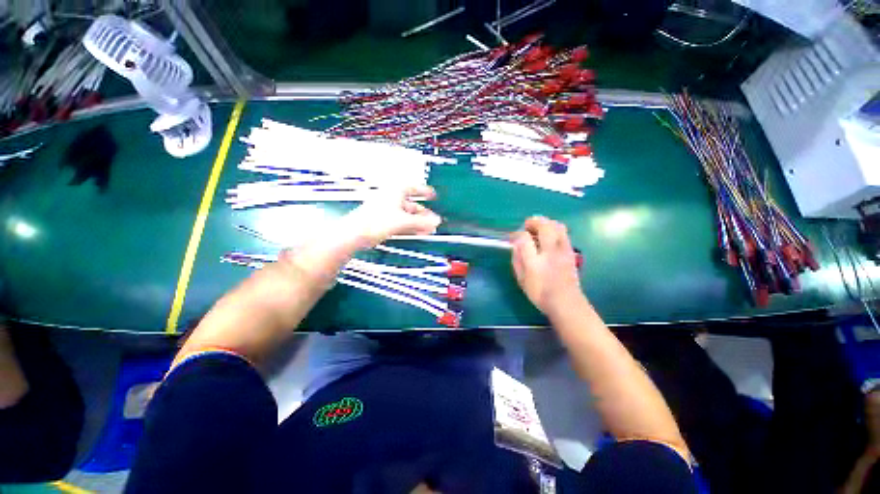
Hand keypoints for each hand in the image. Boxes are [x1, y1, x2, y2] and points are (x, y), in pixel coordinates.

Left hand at [342, 185, 441, 247]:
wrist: (355, 234)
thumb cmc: (375, 221)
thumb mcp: (403, 221)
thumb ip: (421, 222)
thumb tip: (436, 221)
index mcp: (395, 192)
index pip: (413, 188)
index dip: (424, 191)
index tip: (433, 194)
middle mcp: (391, 199)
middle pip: (411, 204)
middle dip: (423, 213)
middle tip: (433, 220)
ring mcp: (387, 211)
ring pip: (407, 215)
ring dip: (418, 222)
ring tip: (428, 229)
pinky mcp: (384, 222)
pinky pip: (401, 222)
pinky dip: (410, 226)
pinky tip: (417, 232)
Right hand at [510, 216, 583, 316]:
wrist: (567, 303)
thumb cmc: (540, 294)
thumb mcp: (522, 280)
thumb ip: (517, 261)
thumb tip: (515, 246)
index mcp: (535, 262)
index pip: (524, 239)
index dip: (517, 234)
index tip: (513, 236)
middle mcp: (550, 253)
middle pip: (544, 227)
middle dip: (534, 221)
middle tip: (526, 225)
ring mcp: (563, 251)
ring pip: (557, 226)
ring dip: (546, 222)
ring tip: (538, 227)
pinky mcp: (571, 252)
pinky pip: (563, 233)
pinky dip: (554, 229)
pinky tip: (549, 235)